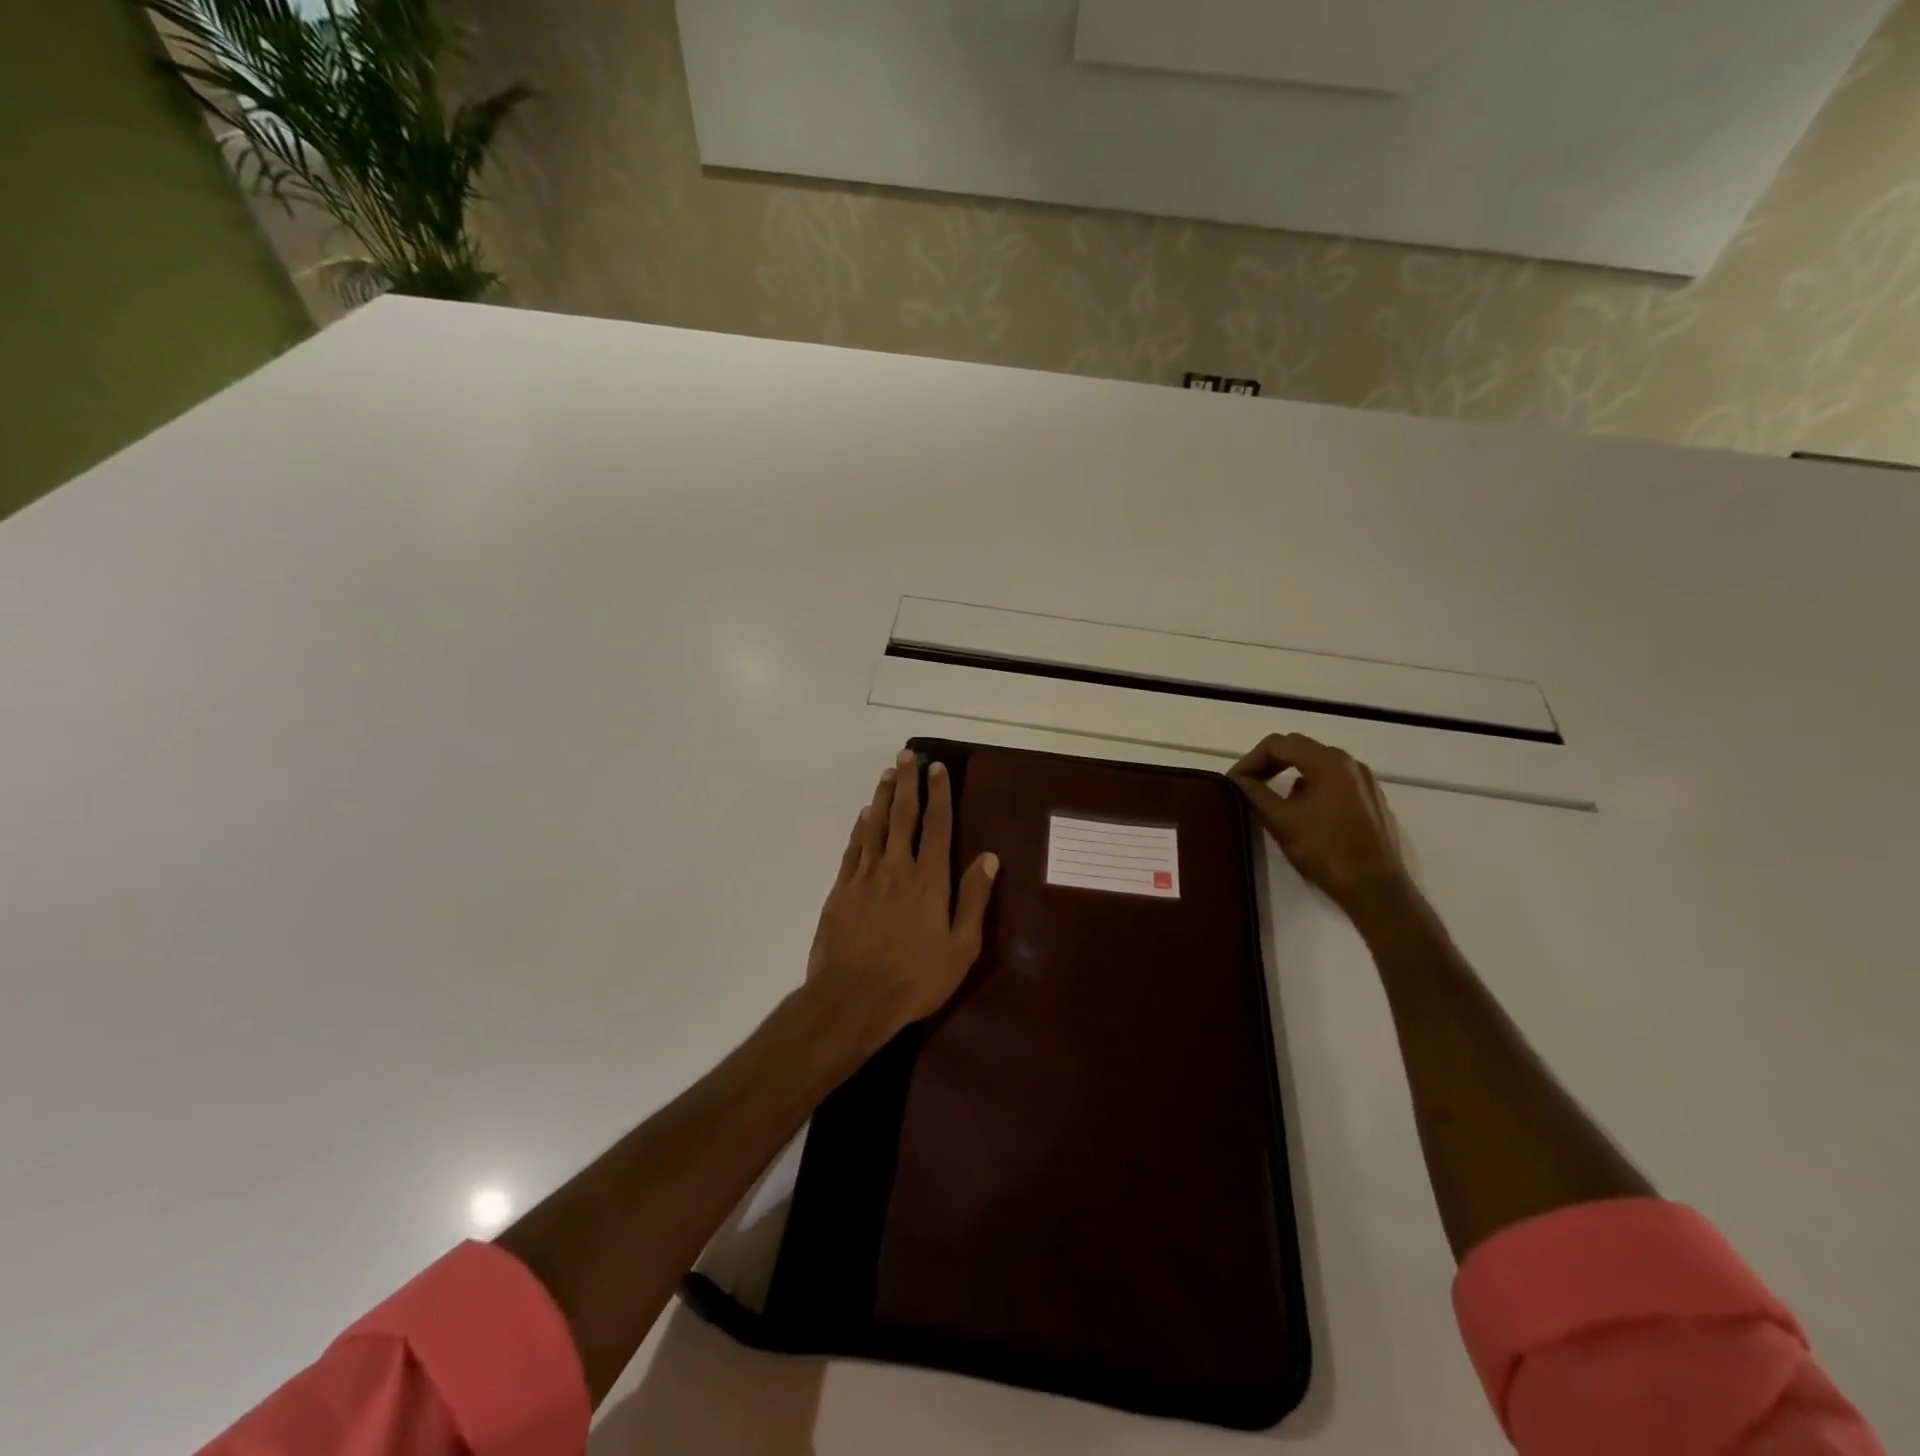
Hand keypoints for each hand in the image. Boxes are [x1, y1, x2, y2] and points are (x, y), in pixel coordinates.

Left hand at [805, 749, 999, 1043]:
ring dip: (882, 797)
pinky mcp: (841, 890)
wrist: (853, 999)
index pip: (937, 826)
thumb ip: (974, 899)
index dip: (939, 795)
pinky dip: (860, 828)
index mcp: (929, 880)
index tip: (938, 768)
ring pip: (875, 826)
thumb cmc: (915, 978)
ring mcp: (865, 877)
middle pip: (903, 816)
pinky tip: (864, 816)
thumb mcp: (961, 947)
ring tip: (887, 773)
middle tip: (907, 755)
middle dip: (907, 783)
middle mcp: (897, 867)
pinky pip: (853, 848)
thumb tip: (990, 858)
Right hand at [1229, 733, 1411, 914]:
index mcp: (1328, 762)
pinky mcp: (1372, 800)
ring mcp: (1365, 781)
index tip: (1233, 782)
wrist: (1375, 889)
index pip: (1278, 744)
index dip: (1250, 760)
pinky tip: (1302, 813)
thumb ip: (1254, 793)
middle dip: (1268, 764)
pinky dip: (1311, 787)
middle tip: (1247, 785)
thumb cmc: (1325, 850)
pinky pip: (1334, 781)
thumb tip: (1236, 779)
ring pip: (1317, 765)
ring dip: (1289, 775)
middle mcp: (1350, 763)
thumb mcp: (1280, 821)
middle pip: (1299, 749)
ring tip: (1271, 798)